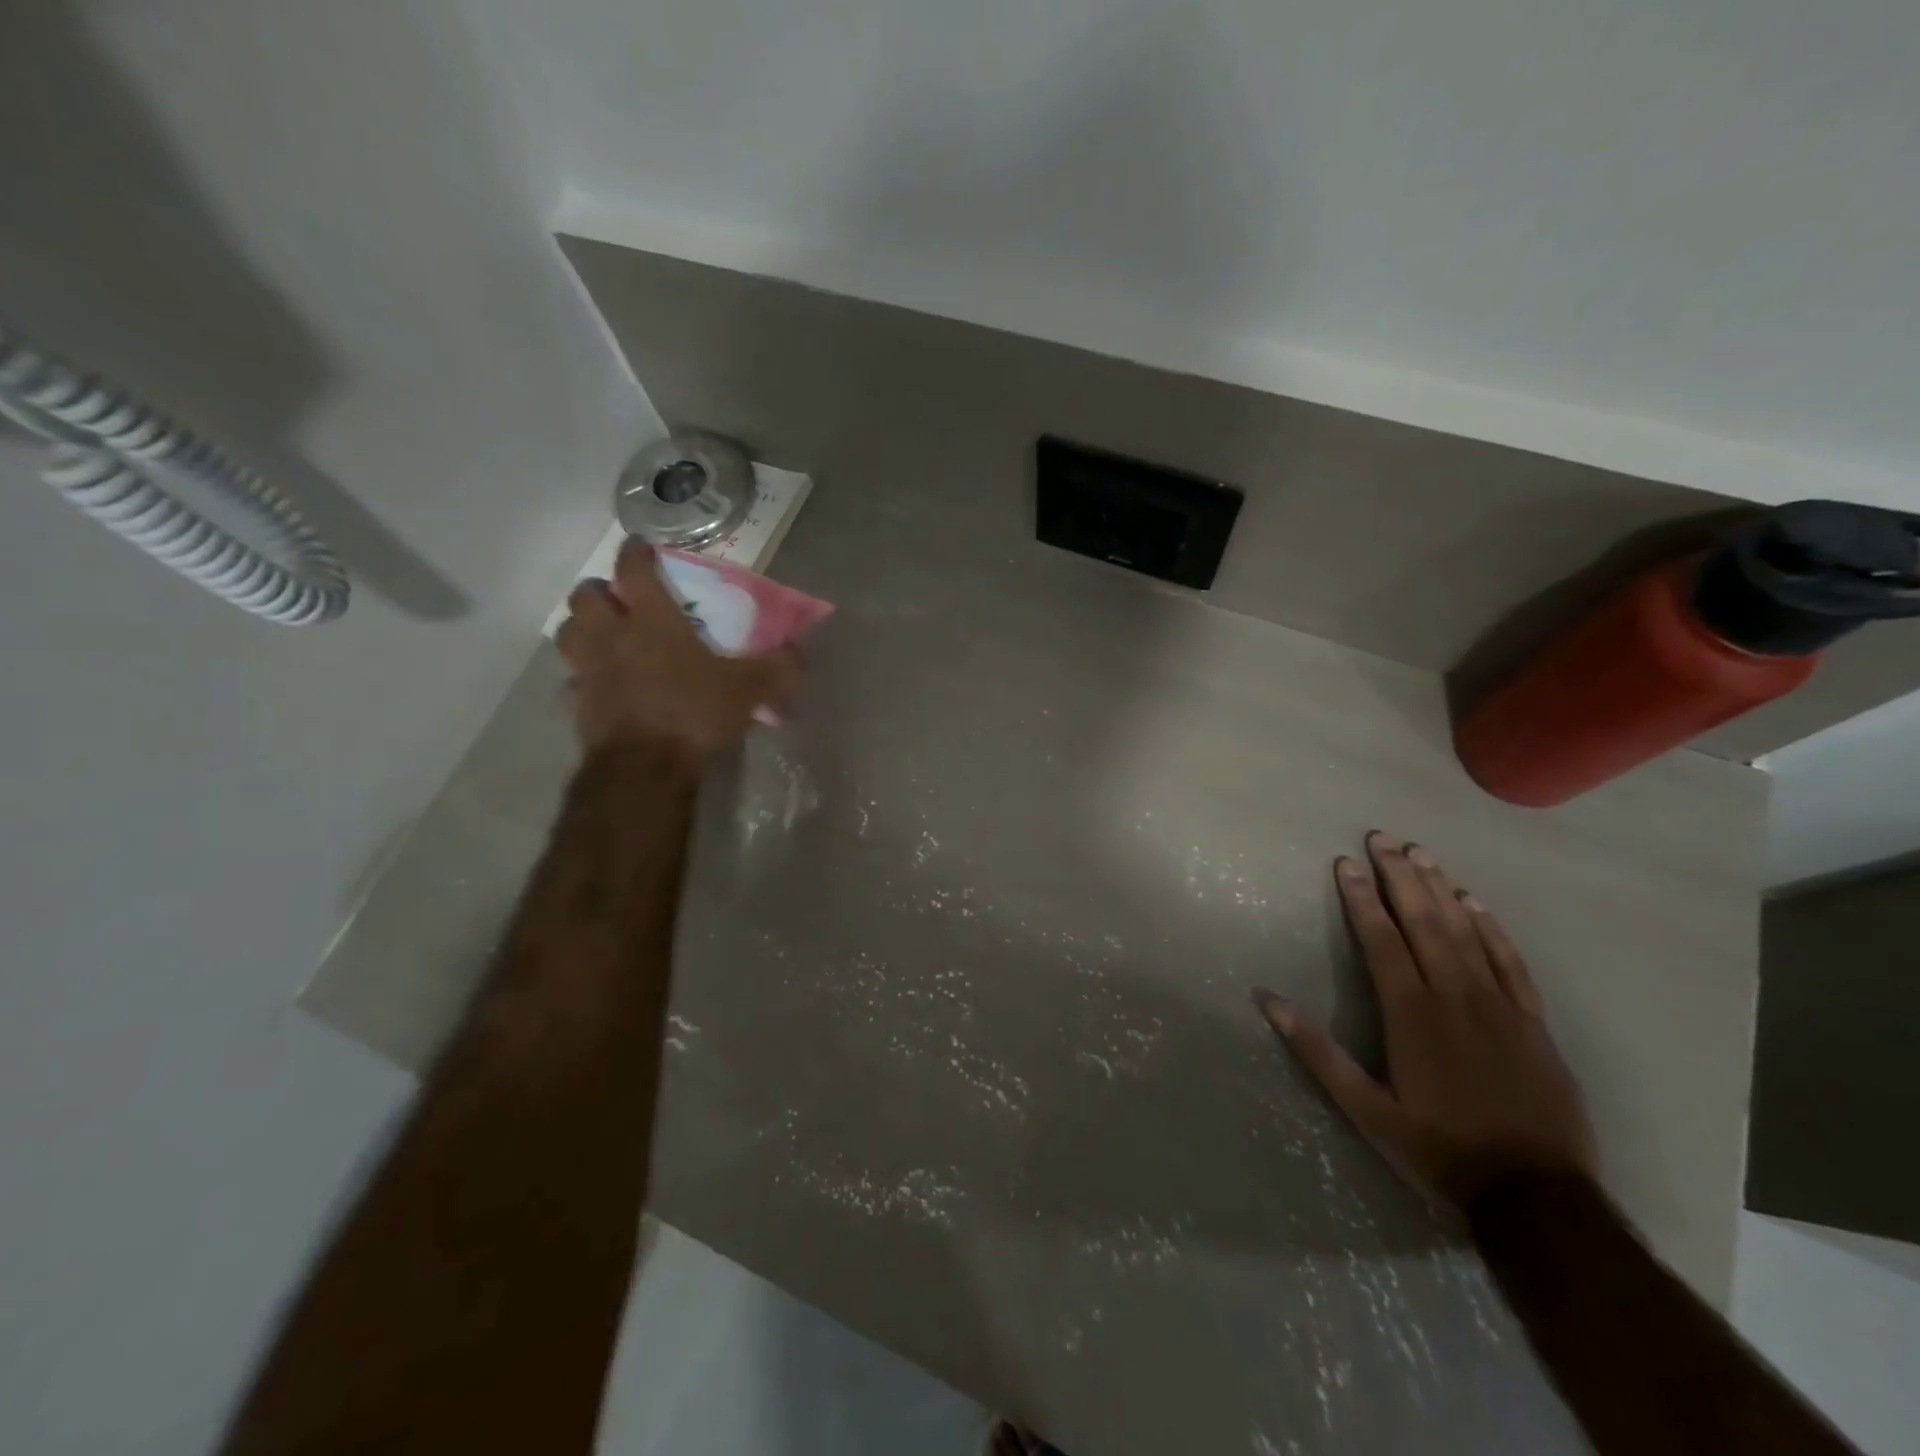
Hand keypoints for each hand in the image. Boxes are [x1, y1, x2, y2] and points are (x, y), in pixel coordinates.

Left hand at [555, 538, 798, 759]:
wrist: (645, 767)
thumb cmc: (694, 713)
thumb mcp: (749, 689)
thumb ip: (777, 667)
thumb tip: (799, 651)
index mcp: (651, 622)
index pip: (633, 571)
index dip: (634, 552)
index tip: (638, 543)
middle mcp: (611, 637)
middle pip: (585, 597)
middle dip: (598, 590)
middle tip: (616, 597)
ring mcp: (588, 671)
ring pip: (567, 634)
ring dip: (580, 627)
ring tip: (599, 634)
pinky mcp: (577, 705)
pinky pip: (571, 683)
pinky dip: (581, 678)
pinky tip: (597, 687)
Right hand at [1256, 832, 1598, 1206]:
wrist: (1538, 1200)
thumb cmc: (1439, 1151)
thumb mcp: (1365, 1111)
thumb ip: (1317, 1052)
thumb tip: (1268, 1000)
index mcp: (1411, 1013)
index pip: (1381, 939)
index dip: (1360, 898)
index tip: (1345, 862)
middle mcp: (1454, 996)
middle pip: (1423, 922)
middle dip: (1399, 877)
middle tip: (1383, 838)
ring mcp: (1500, 1006)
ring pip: (1465, 932)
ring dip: (1440, 890)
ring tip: (1421, 853)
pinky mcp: (1533, 1023)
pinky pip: (1511, 962)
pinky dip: (1492, 928)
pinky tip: (1476, 903)